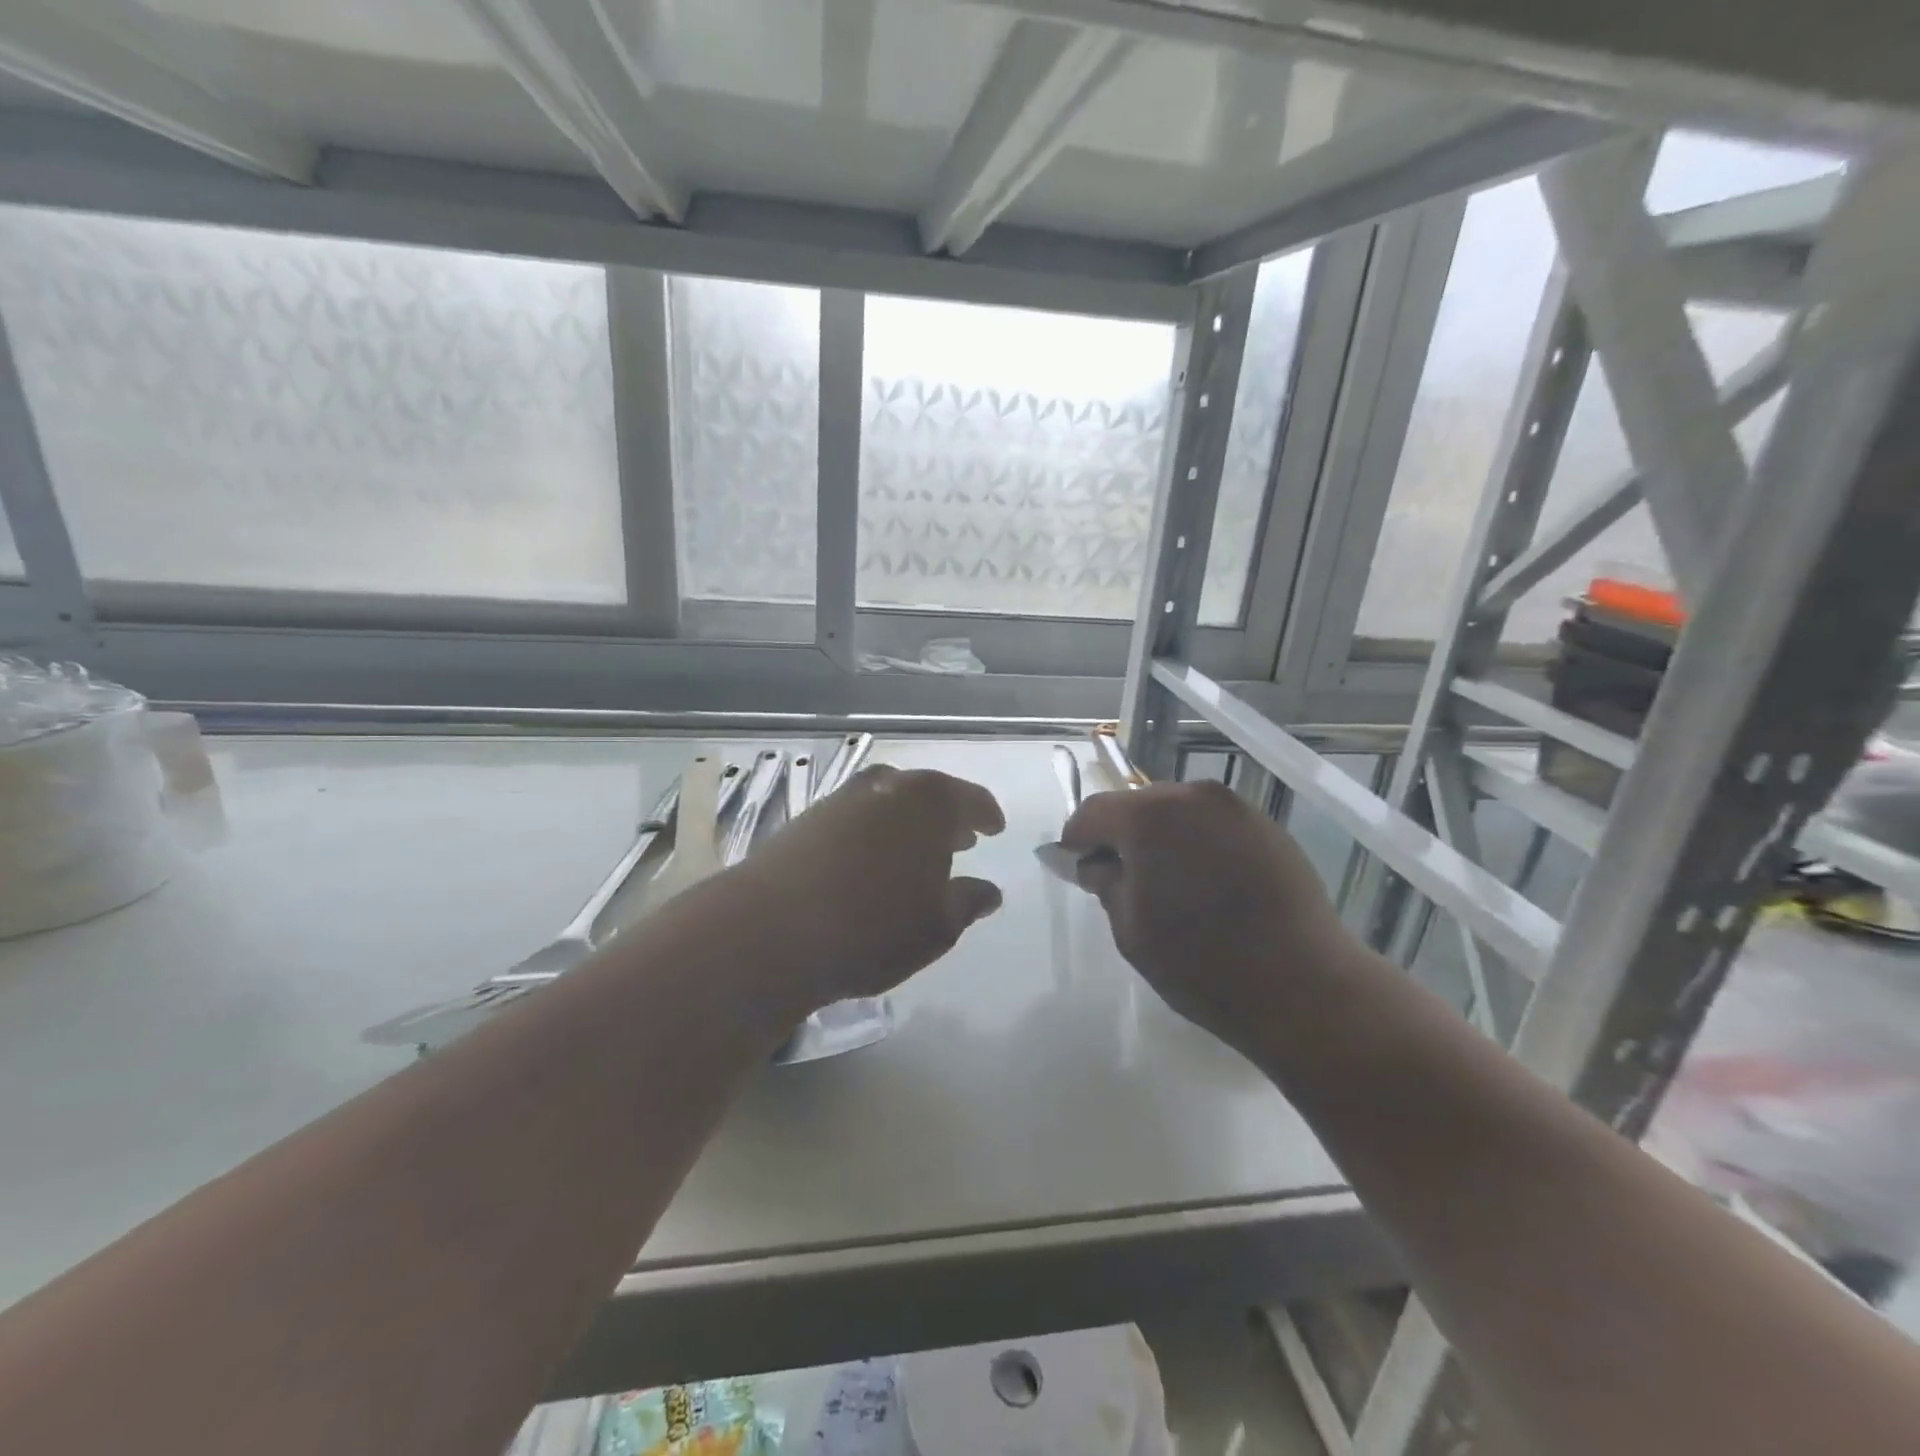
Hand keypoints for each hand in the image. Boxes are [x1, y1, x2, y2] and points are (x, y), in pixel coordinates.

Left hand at [714, 765, 1005, 1018]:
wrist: (770, 930)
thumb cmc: (873, 927)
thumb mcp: (938, 926)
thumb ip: (968, 902)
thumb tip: (989, 891)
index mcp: (929, 801)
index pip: (970, 799)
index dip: (985, 814)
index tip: (994, 829)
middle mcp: (887, 787)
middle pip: (927, 795)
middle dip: (946, 817)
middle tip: (958, 842)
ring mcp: (842, 799)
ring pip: (889, 803)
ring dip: (907, 825)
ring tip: (915, 855)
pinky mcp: (807, 819)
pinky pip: (857, 818)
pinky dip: (873, 834)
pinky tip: (870, 863)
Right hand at [1060, 780, 1354, 1056]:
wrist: (1305, 988)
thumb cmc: (1201, 963)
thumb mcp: (1130, 929)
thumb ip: (1105, 882)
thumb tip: (1095, 863)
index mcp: (1150, 815)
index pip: (1093, 811)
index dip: (1077, 840)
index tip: (1078, 870)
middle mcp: (1193, 796)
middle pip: (1138, 806)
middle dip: (1122, 837)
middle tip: (1124, 882)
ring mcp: (1237, 809)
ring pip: (1178, 813)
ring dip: (1163, 840)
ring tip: (1172, 887)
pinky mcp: (1269, 828)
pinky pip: (1214, 826)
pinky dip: (1199, 846)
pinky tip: (1210, 888)